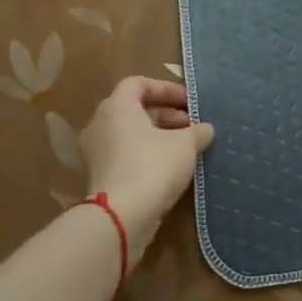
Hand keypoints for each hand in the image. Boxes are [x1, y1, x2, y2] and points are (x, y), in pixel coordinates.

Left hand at [79, 77, 213, 261]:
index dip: (165, 88)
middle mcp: (100, 124)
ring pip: (130, 134)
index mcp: (117, 107)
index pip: (138, 83)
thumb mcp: (186, 144)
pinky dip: (146, 154)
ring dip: (158, 135)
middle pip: (134, 109)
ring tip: (186, 147)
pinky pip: (125, 155)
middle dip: (166, 114)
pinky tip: (171, 168)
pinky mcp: (99, 177)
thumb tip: (205, 129)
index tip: (188, 102)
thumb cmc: (153, 166)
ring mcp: (97, 152)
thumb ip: (197, 131)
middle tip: (191, 125)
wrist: (121, 217)